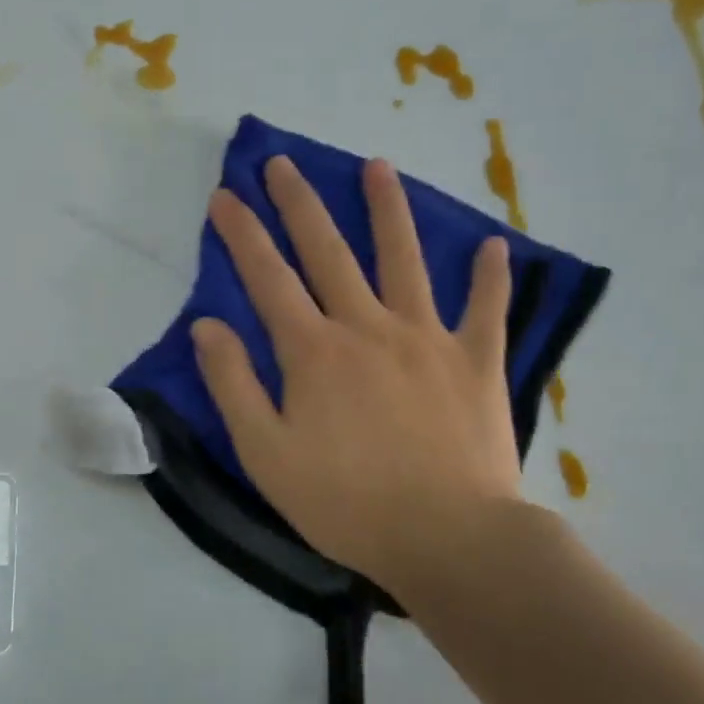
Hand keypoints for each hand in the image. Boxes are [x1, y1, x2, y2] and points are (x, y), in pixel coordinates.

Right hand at [191, 156, 523, 604]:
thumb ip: (232, 384)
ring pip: (405, 260)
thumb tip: (207, 325)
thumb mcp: (265, 453)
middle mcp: (367, 328)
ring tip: (379, 166)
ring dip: (389, 210)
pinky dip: (491, 277)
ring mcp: (427, 339)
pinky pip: (486, 309)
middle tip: (283, 163)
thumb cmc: (346, 502)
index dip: (242, 234)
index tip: (225, 195)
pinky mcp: (476, 362)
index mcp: (314, 351)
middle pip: (328, 251)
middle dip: (300, 203)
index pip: (268, 277)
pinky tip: (495, 245)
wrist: (449, 540)